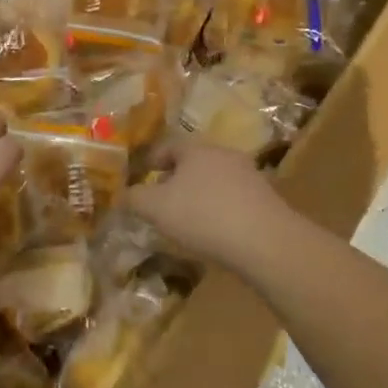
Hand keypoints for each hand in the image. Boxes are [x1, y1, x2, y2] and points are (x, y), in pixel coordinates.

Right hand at [129, 139, 290, 269]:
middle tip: (161, 202)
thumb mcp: (156, 209)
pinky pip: (233, 200)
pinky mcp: (266, 199)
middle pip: (193, 162)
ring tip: (187, 220)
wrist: (265, 241)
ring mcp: (249, 176)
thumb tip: (122, 194)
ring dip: (200, 195)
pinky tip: (215, 232)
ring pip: (215, 181)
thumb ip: (134, 199)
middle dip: (176, 179)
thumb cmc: (203, 216)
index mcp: (196, 149)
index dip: (151, 161)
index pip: (168, 146)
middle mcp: (224, 154)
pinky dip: (220, 210)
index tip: (141, 178)